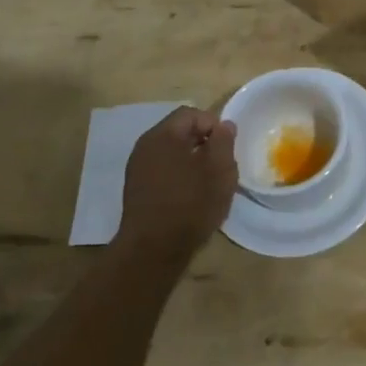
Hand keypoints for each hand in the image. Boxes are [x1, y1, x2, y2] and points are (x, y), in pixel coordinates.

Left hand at [116, 107, 237, 263]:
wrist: (153, 250)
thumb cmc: (190, 204)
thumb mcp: (219, 169)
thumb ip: (224, 141)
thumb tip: (224, 125)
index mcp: (163, 135)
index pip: (192, 114)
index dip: (214, 125)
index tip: (228, 147)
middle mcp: (145, 146)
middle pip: (180, 132)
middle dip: (204, 143)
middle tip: (222, 164)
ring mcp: (137, 169)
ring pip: (172, 153)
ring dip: (192, 161)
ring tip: (209, 182)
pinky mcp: (137, 190)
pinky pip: (163, 171)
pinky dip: (180, 176)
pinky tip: (191, 196)